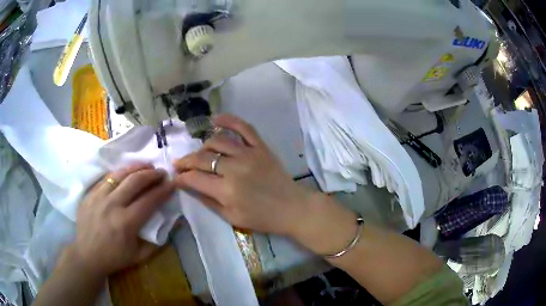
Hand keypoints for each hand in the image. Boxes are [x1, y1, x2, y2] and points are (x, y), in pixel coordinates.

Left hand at [68, 164, 174, 277]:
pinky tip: (125, 172)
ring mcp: (99, 197)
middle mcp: (112, 205)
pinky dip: (119, 173)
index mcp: (126, 223)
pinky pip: (106, 177)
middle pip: (135, 181)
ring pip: (119, 174)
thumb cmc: (114, 257)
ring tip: (146, 165)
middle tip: (161, 172)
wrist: (86, 254)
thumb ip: (157, 241)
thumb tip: (172, 223)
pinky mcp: (90, 194)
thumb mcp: (139, 256)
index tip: (172, 183)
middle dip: (151, 174)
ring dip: (136, 167)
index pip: (149, 200)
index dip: (163, 190)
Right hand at [173, 114, 313, 235]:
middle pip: (201, 158)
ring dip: (203, 147)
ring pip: (217, 141)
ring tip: (200, 154)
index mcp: (226, 190)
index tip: (176, 177)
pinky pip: (243, 127)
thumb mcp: (230, 217)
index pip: (194, 178)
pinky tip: (215, 119)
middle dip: (185, 162)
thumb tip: (188, 186)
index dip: (181, 177)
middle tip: (179, 164)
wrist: (291, 208)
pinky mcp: (260, 146)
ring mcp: (248, 154)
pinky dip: (228, 120)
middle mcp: (234, 168)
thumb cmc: (261, 218)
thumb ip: (207, 201)